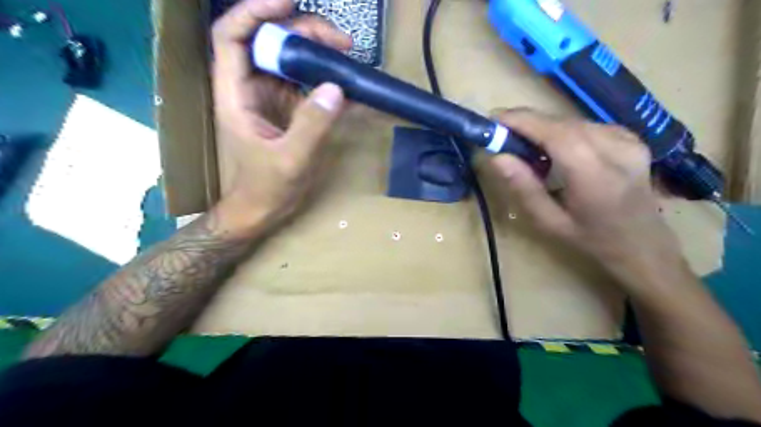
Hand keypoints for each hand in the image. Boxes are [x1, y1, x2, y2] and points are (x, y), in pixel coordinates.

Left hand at [212, 0, 351, 231]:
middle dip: (302, 32)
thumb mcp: (290, 160)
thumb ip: (312, 126)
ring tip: (347, 54)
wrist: (260, 211)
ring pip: (288, 60)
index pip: (233, 37)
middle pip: (268, 42)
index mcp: (236, 95)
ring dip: (317, 52)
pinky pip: (303, 84)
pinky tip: (346, 83)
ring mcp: (270, 99)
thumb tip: (336, 88)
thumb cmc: (265, 190)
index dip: (255, 11)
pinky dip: (323, 79)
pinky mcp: (286, 111)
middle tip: (341, 41)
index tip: (289, 2)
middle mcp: (250, 89)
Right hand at [494, 110, 683, 275]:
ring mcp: (628, 140)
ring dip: (544, 128)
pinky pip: (586, 126)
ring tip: (524, 145)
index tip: (493, 119)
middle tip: (501, 135)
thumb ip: (524, 188)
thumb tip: (497, 157)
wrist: (643, 244)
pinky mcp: (630, 137)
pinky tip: (555, 151)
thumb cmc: (590, 240)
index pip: (556, 133)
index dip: (522, 121)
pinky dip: (562, 132)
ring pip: (573, 122)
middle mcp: (616, 149)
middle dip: (527, 123)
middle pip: (563, 123)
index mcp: (596, 176)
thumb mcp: (549, 222)